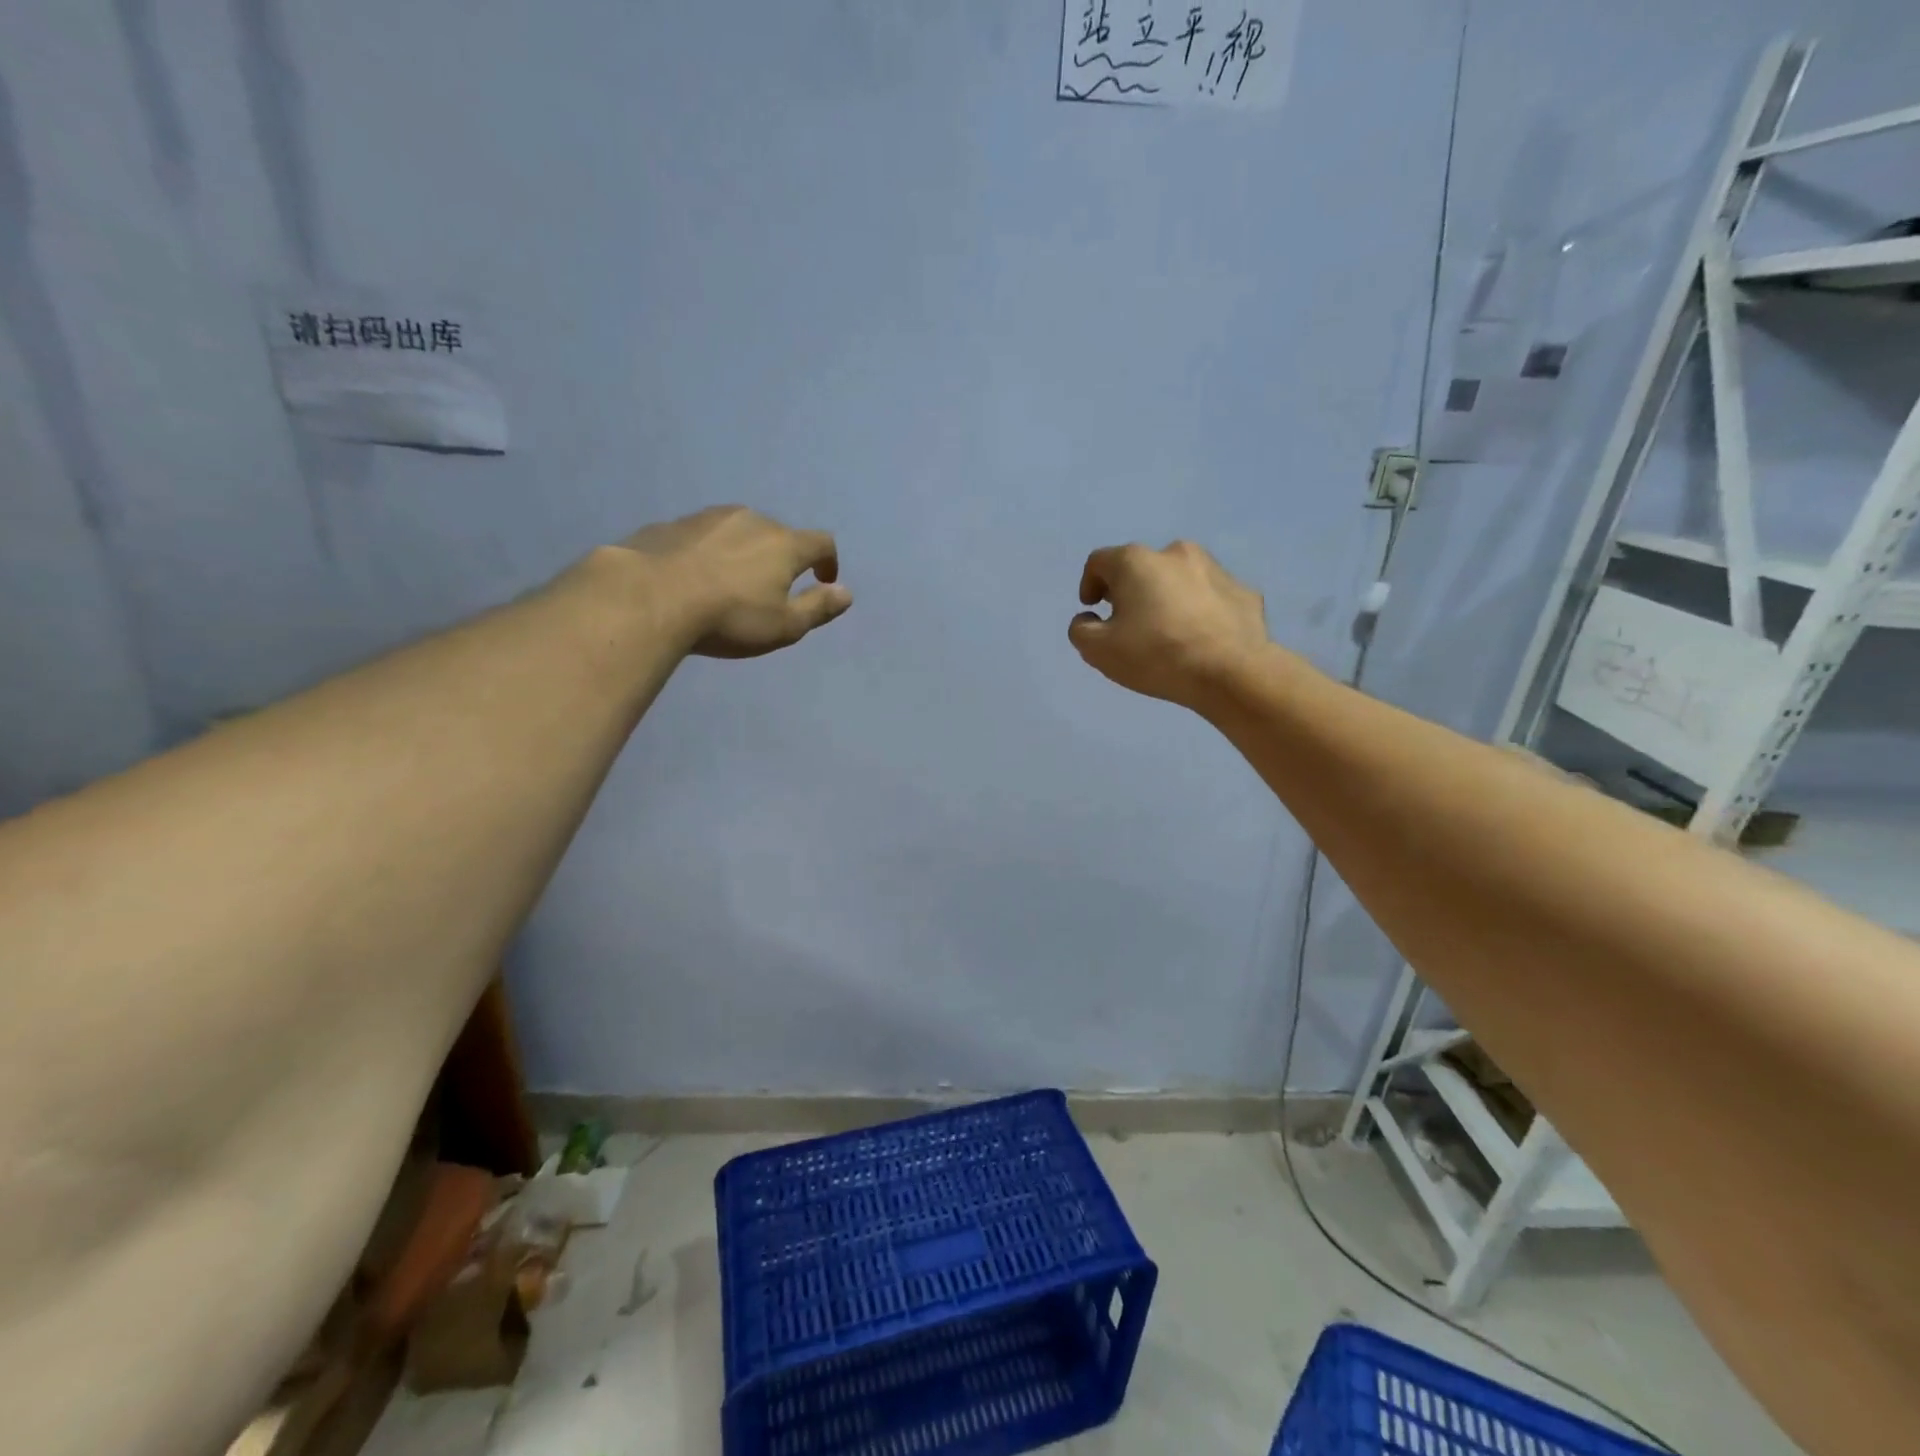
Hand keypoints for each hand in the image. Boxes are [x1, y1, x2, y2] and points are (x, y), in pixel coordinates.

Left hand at [617, 506, 850, 657]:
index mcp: (784, 543)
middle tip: (772, 587)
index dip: (828, 561)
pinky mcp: (673, 524)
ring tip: (731, 581)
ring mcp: (708, 517)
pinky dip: (709, 552)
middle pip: (778, 534)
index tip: (823, 580)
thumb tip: (846, 593)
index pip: (821, 542)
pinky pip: (703, 537)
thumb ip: (818, 608)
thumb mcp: (784, 626)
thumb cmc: (729, 617)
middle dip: (782, 557)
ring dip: (744, 551)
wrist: (649, 598)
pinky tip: (695, 577)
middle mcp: (751, 520)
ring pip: (738, 531)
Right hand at [1069, 540, 1270, 707]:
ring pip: (1179, 578)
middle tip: (1129, 622)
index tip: (1093, 610)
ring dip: (1168, 597)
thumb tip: (1089, 620)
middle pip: (1141, 567)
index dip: (1090, 584)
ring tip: (1168, 631)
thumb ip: (1081, 630)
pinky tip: (1200, 638)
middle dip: (1130, 590)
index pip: (1099, 562)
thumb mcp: (1098, 651)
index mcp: (1136, 562)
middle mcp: (1175, 553)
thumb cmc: (1156, 655)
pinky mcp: (1243, 591)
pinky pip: (1211, 597)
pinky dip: (1200, 610)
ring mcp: (1215, 569)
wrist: (1231, 672)